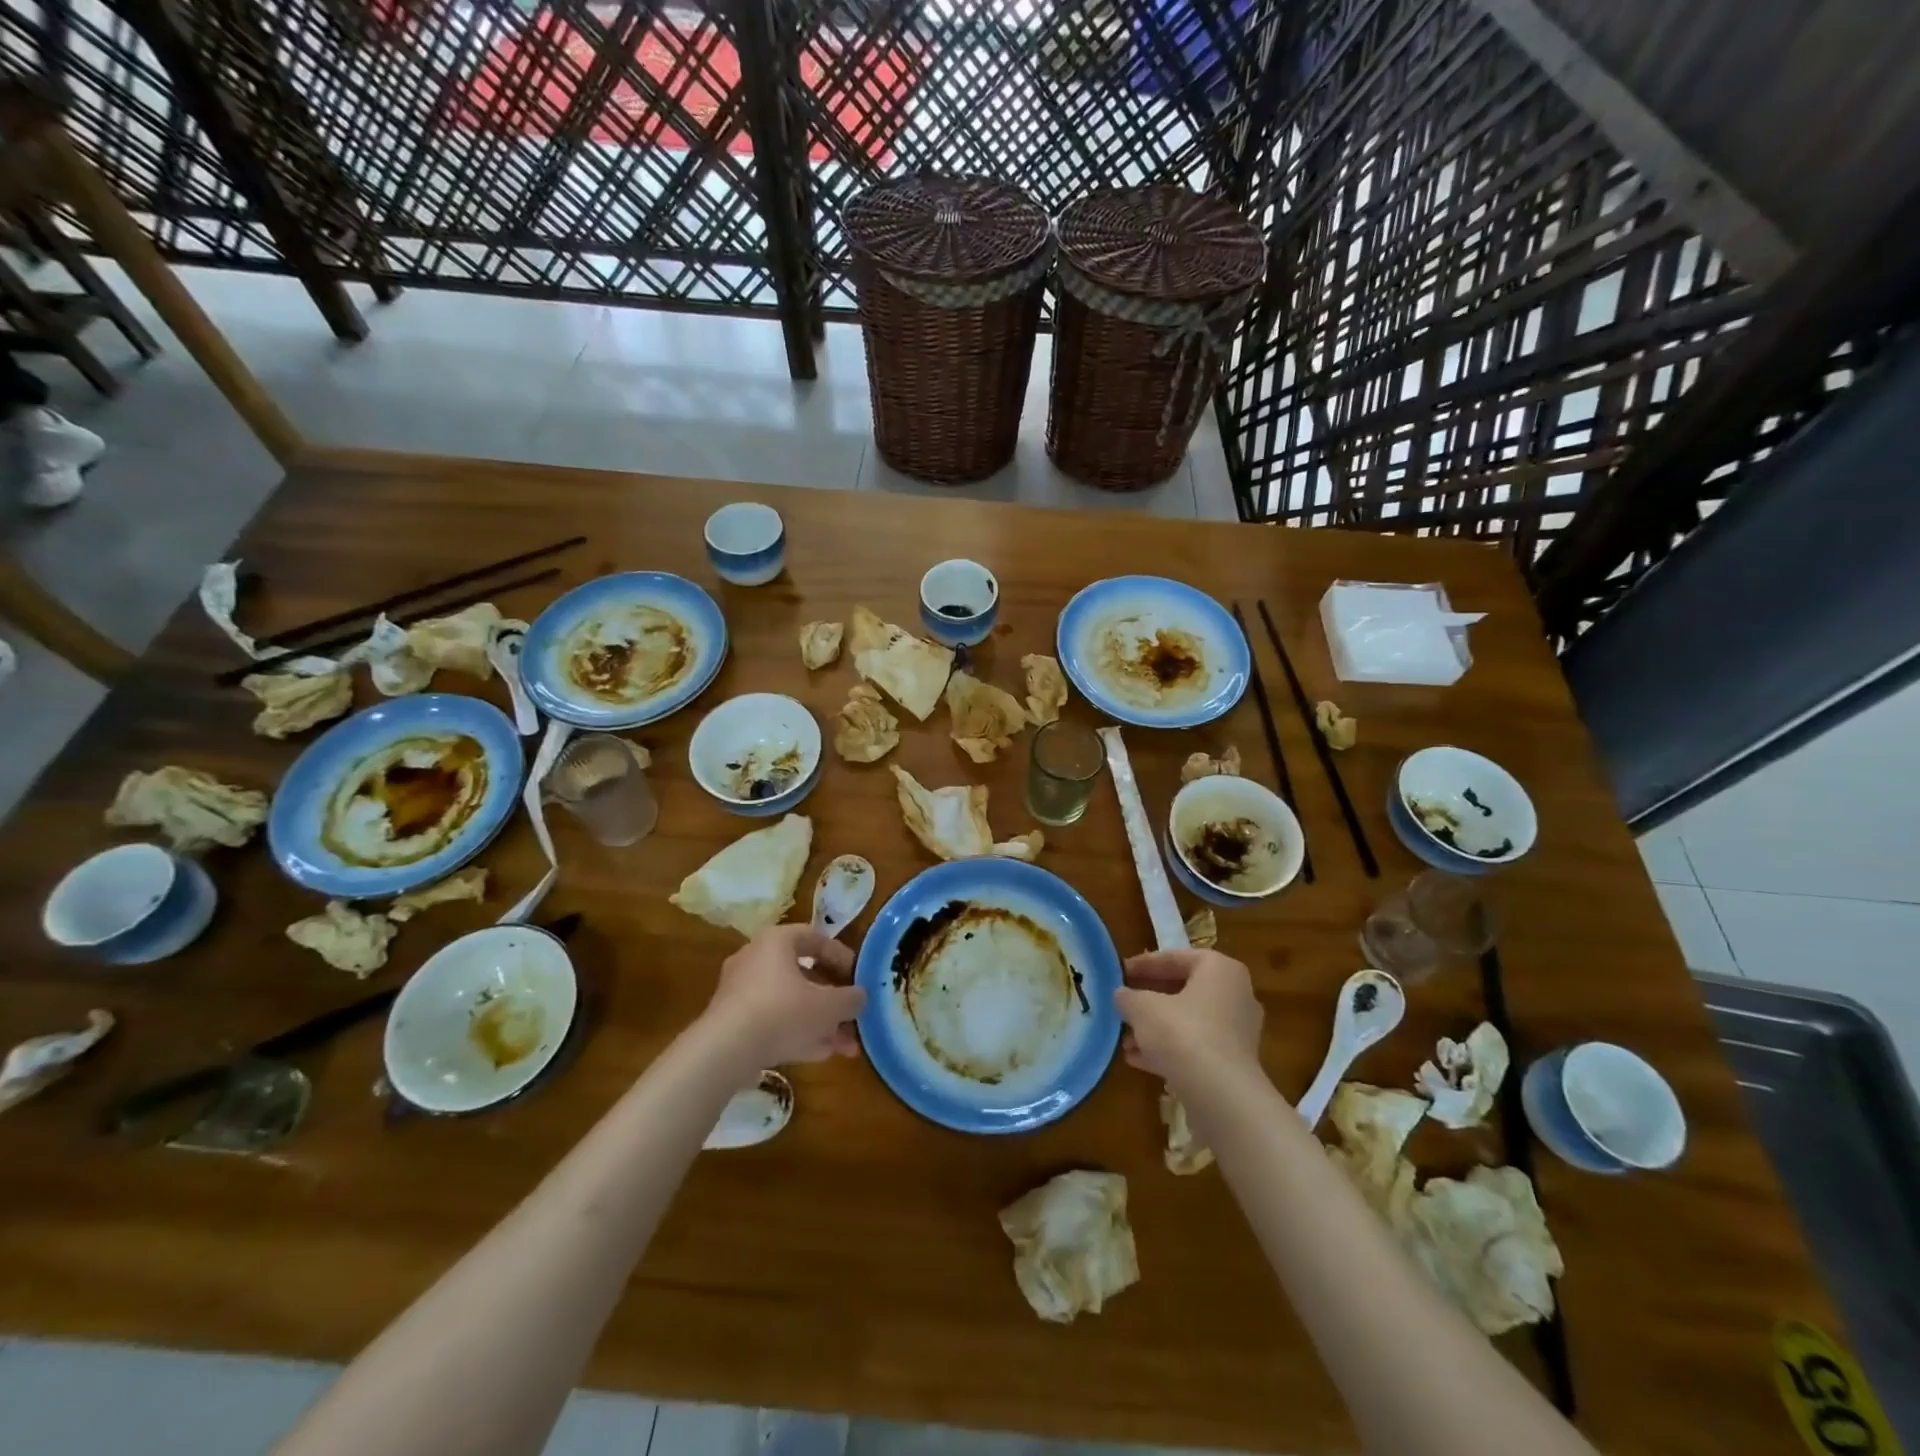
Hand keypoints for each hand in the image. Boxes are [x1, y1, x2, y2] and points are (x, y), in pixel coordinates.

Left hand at [704, 925, 865, 1067]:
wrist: (724, 1052)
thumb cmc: (783, 1012)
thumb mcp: (829, 1005)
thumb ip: (850, 998)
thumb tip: (860, 996)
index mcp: (777, 941)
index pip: (816, 938)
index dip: (842, 957)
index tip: (859, 978)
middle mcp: (756, 959)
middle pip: (804, 975)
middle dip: (834, 1000)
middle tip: (853, 1017)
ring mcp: (741, 992)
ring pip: (791, 1003)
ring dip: (820, 1022)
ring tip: (845, 1047)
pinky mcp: (733, 1022)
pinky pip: (773, 1021)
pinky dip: (797, 1033)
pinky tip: (821, 1054)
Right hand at [1115, 949, 1263, 1081]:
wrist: (1221, 1097)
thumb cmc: (1183, 1034)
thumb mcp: (1143, 1008)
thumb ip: (1128, 996)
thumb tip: (1121, 995)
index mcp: (1220, 970)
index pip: (1175, 958)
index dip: (1143, 965)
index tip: (1118, 973)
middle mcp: (1235, 995)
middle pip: (1183, 990)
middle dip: (1148, 999)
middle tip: (1122, 1004)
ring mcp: (1237, 1032)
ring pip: (1188, 1021)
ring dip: (1155, 1028)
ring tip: (1124, 1038)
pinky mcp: (1233, 1064)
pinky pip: (1195, 1048)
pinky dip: (1168, 1050)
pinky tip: (1136, 1059)